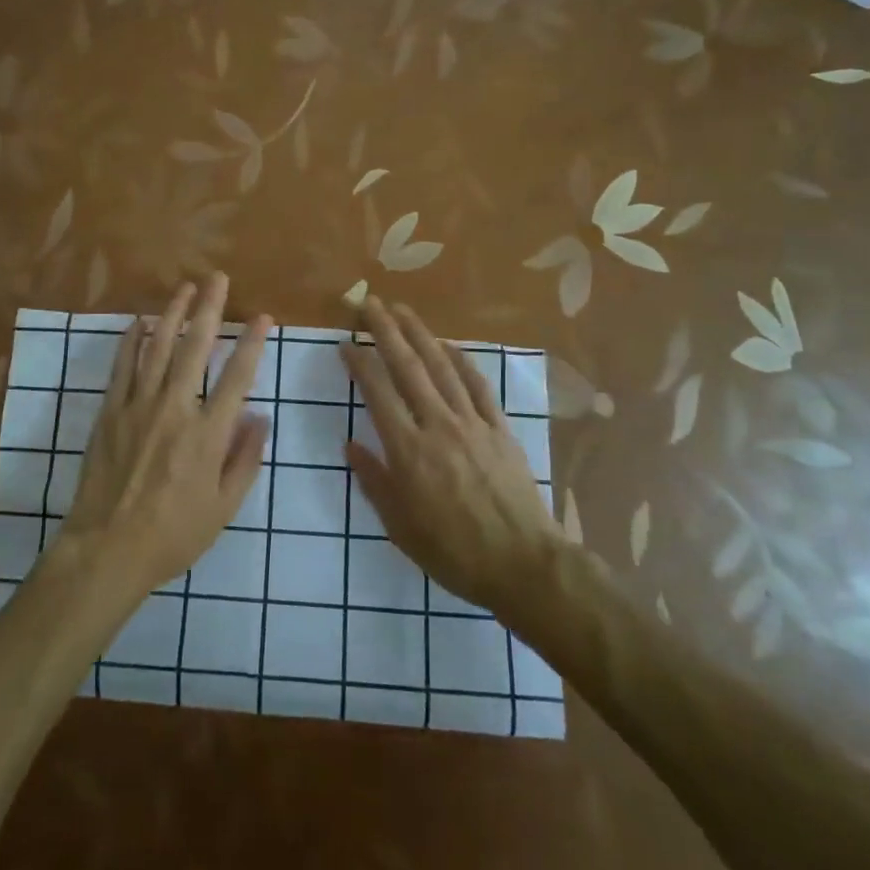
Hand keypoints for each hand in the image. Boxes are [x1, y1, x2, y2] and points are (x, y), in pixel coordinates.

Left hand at [57, 275, 271, 606]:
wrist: (107, 550)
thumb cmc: (173, 534)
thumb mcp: (223, 507)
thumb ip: (245, 459)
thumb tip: (259, 417)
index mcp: (208, 434)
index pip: (237, 377)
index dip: (252, 343)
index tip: (263, 316)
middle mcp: (175, 409)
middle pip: (196, 348)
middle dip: (209, 309)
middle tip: (217, 278)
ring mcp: (138, 407)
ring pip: (158, 348)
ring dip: (172, 314)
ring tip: (184, 287)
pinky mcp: (110, 412)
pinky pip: (122, 367)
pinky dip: (131, 341)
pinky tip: (139, 322)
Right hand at [339, 296, 562, 618]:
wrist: (523, 565)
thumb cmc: (454, 553)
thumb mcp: (401, 528)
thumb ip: (374, 481)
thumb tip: (351, 444)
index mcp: (409, 451)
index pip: (378, 394)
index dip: (360, 364)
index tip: (345, 343)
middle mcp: (438, 426)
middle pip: (409, 368)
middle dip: (387, 332)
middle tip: (371, 304)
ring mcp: (473, 423)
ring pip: (442, 368)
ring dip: (421, 335)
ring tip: (403, 311)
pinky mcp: (500, 429)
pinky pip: (478, 386)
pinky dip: (462, 361)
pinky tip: (449, 346)